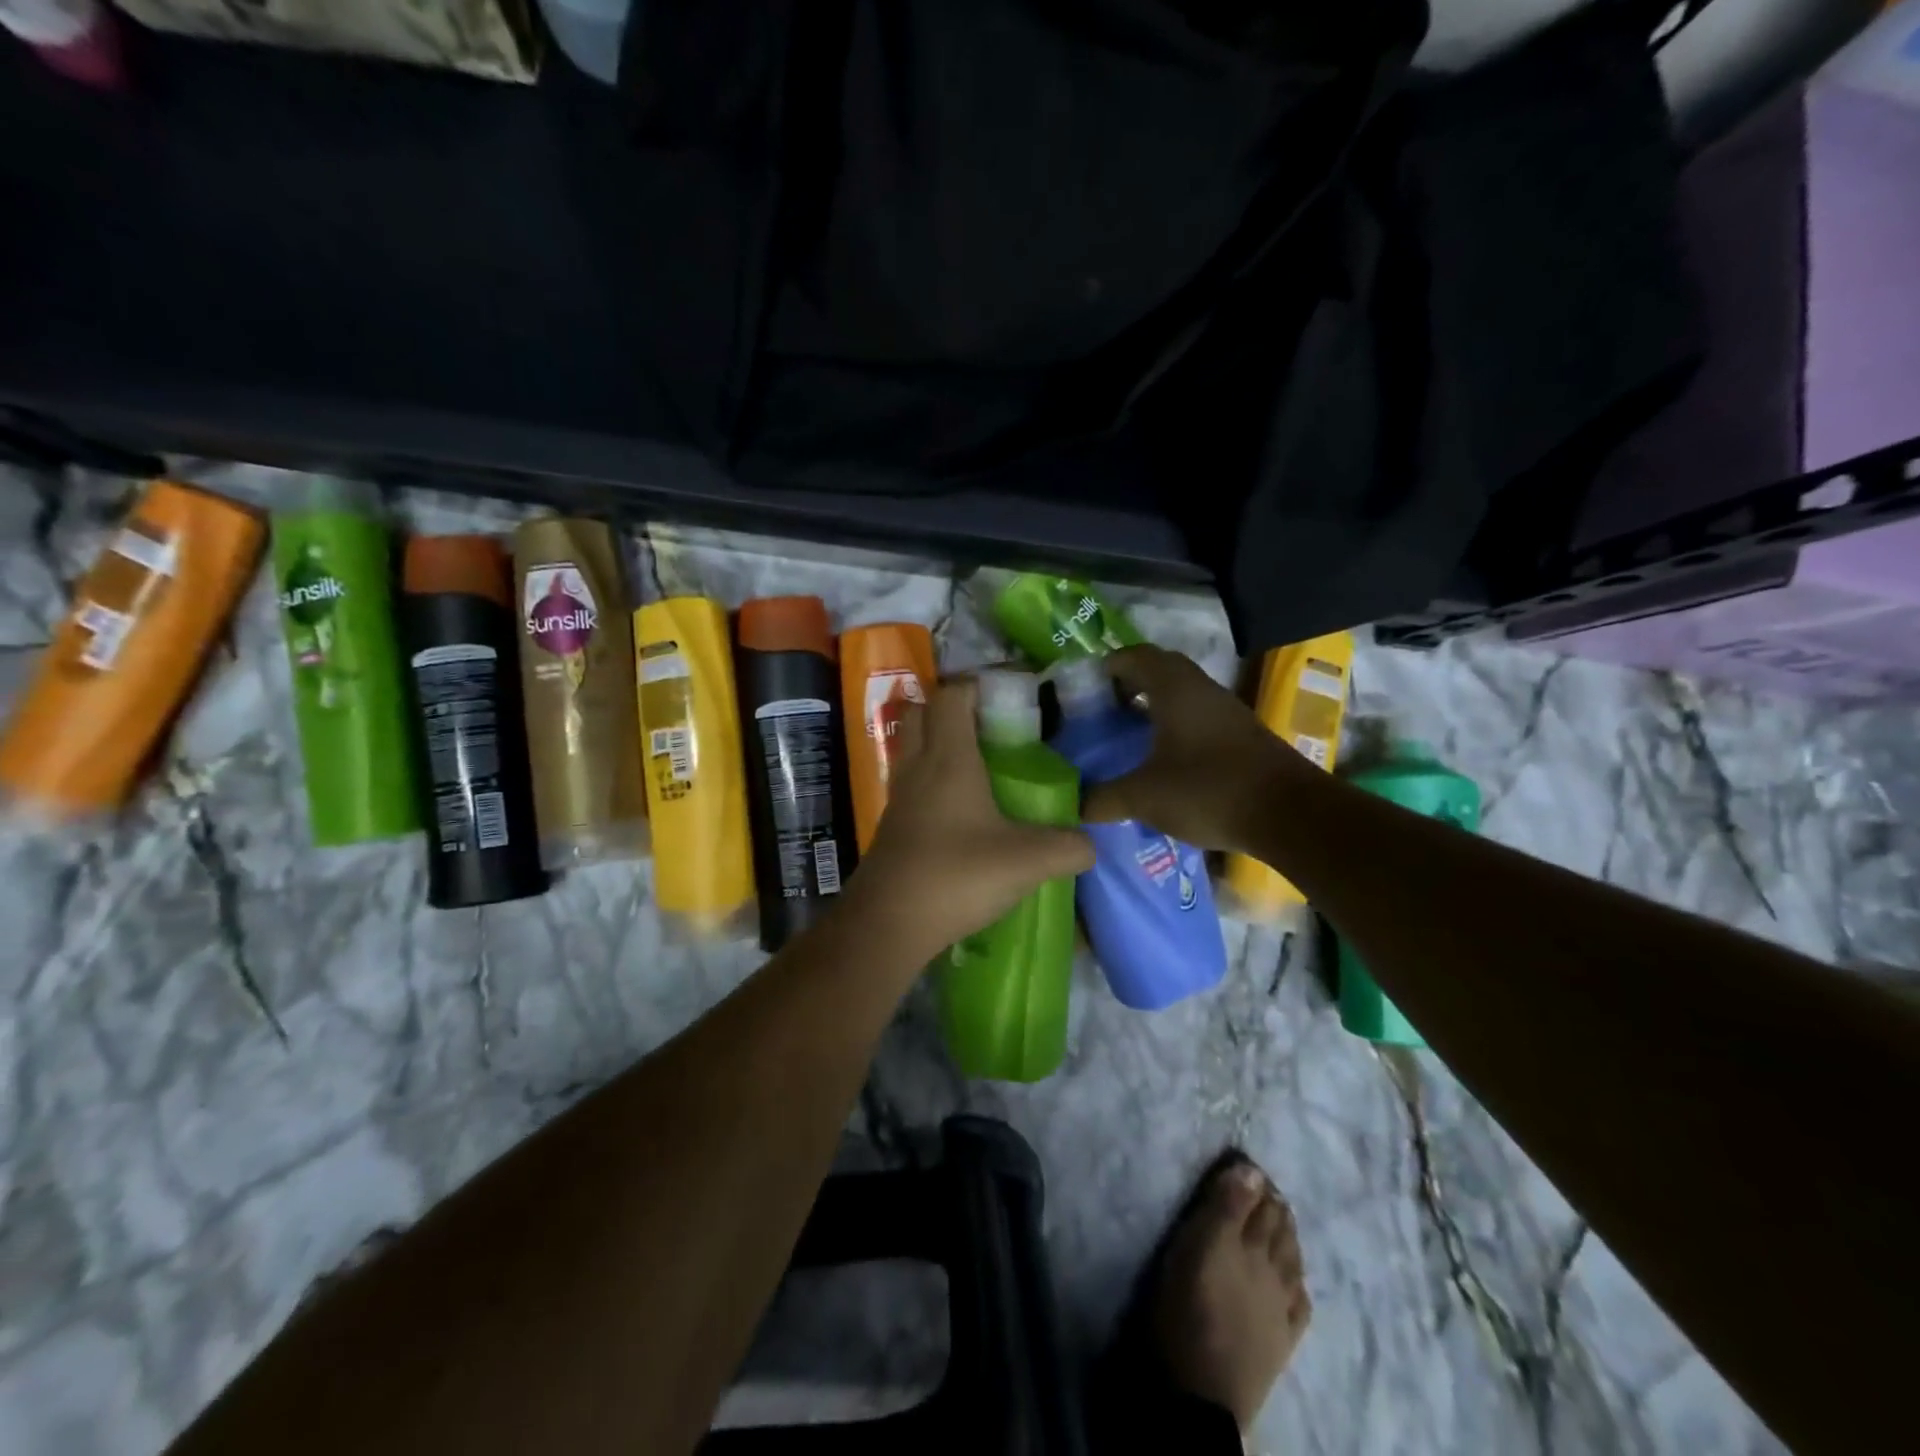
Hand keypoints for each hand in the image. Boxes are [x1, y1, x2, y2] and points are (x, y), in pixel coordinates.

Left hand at [846, 676, 1092, 961]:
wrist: (888, 923)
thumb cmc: (956, 875)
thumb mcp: (1027, 861)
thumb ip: (1068, 847)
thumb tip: (1091, 844)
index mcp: (948, 758)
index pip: (952, 695)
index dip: (978, 683)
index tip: (1011, 690)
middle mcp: (918, 766)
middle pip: (922, 711)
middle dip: (954, 706)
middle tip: (993, 723)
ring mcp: (900, 796)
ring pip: (913, 746)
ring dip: (940, 741)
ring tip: (982, 761)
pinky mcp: (894, 824)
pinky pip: (912, 781)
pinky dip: (934, 777)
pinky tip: (963, 806)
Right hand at [1082, 645, 1300, 854]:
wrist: (1289, 814)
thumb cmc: (1208, 790)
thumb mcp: (1143, 797)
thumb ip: (1102, 798)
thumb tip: (1072, 804)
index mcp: (1174, 688)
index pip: (1134, 656)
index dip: (1107, 665)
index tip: (1083, 686)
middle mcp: (1201, 689)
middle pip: (1159, 671)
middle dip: (1129, 684)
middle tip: (1102, 710)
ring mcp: (1226, 711)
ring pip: (1182, 695)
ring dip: (1154, 706)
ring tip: (1126, 734)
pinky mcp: (1242, 736)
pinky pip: (1198, 717)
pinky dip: (1175, 727)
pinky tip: (1162, 758)